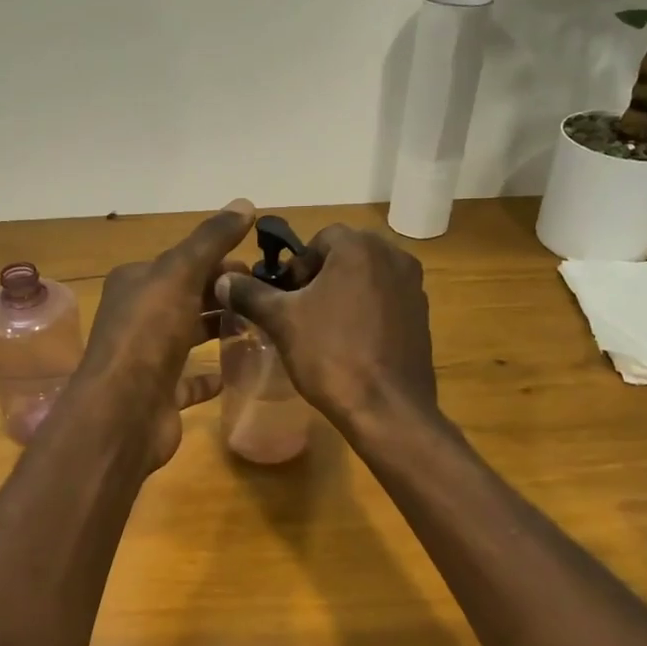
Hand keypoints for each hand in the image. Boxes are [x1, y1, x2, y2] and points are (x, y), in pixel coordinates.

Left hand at [70, 199, 255, 467]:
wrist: (123, 412)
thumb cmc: (149, 334)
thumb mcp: (180, 274)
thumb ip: (211, 240)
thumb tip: (245, 202)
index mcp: (137, 283)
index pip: (184, 262)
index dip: (221, 260)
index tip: (261, 267)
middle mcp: (138, 317)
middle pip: (188, 297)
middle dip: (224, 294)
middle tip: (267, 297)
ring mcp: (148, 358)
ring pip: (188, 335)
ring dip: (218, 329)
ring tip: (260, 327)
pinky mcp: (160, 393)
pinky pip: (189, 379)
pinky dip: (210, 375)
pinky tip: (234, 372)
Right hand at [214, 224, 437, 431]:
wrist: (386, 408)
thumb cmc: (331, 355)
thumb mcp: (282, 322)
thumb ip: (251, 294)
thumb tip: (223, 279)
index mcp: (360, 248)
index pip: (322, 238)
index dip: (299, 265)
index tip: (287, 295)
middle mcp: (394, 257)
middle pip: (348, 255)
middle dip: (322, 276)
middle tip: (301, 311)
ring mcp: (414, 287)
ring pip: (369, 278)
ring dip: (345, 293)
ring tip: (324, 328)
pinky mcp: (422, 316)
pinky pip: (387, 301)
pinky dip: (368, 311)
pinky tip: (352, 343)